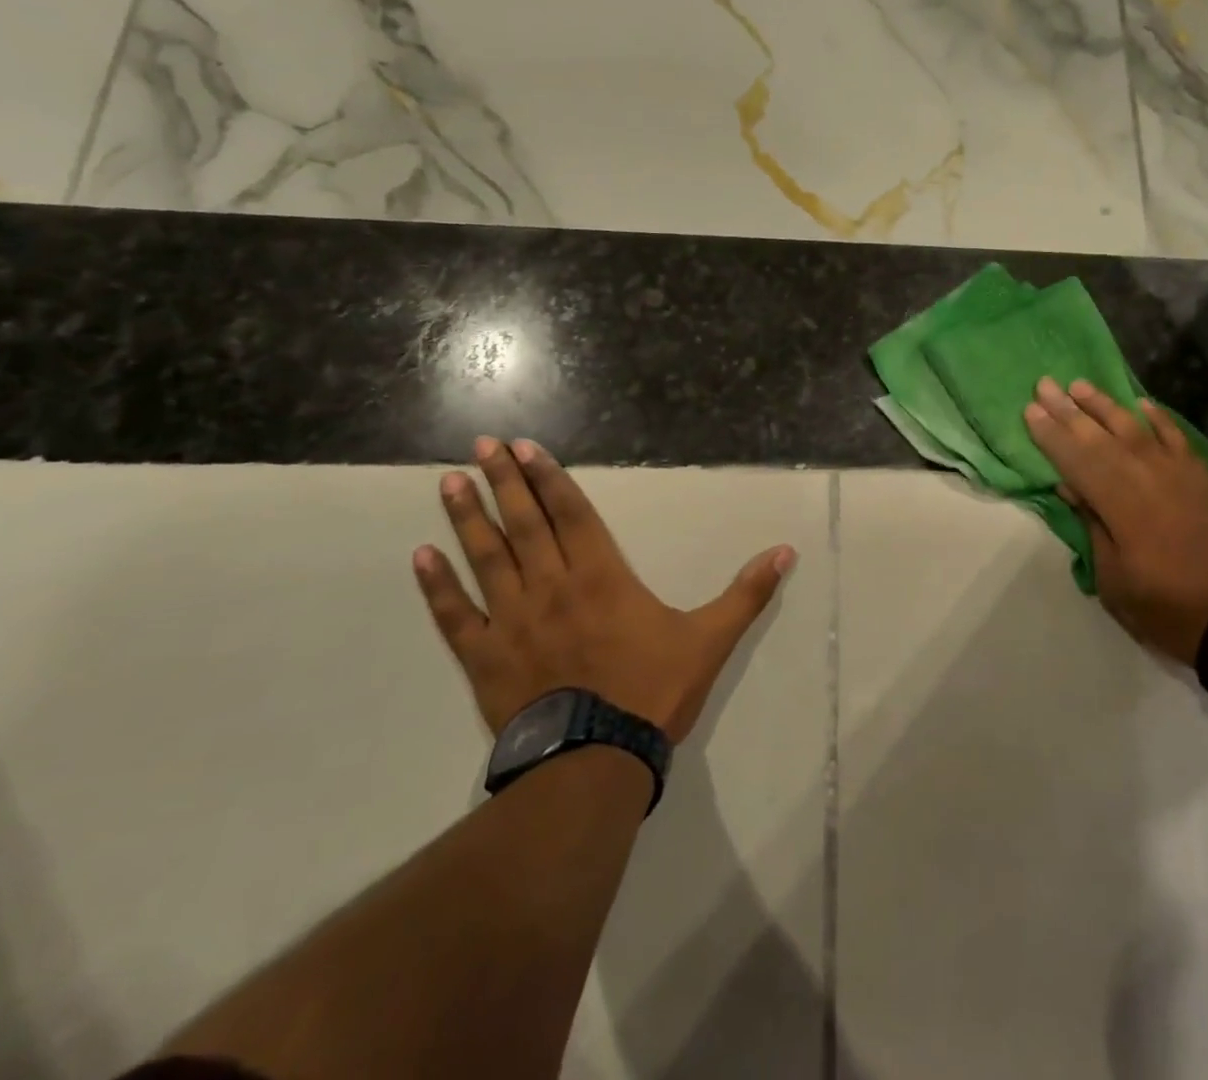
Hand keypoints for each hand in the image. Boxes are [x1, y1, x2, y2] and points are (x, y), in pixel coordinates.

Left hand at [412, 436, 795, 739]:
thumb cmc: (653, 691)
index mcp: (602, 576)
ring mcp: (513, 621)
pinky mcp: (485, 659)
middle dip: (503, 481)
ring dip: (467, 518)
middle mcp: (552, 586)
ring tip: (448, 482)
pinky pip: (455, 617)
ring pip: (486, 558)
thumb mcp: (711, 638)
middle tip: (481, 445)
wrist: (597, 762)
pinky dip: (437, 588)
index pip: (571, 513)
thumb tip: (787, 551)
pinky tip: (420, 558)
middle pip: (524, 523)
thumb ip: (747, 593)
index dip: (549, 477)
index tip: (524, 449)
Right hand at [1024, 378, 1207, 665]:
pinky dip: (1158, 418)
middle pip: (1100, 437)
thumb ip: (1092, 526)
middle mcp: (1146, 477)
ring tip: (1080, 385)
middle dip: (1068, 410)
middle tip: (1044, 384)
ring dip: (1105, 405)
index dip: (1051, 435)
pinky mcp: (1201, 477)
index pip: (1076, 460)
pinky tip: (1141, 404)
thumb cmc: (1166, 606)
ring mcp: (1178, 473)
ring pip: (1135, 428)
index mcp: (1120, 504)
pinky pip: (1176, 437)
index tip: (1030, 410)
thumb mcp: (1114, 579)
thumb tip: (1069, 486)